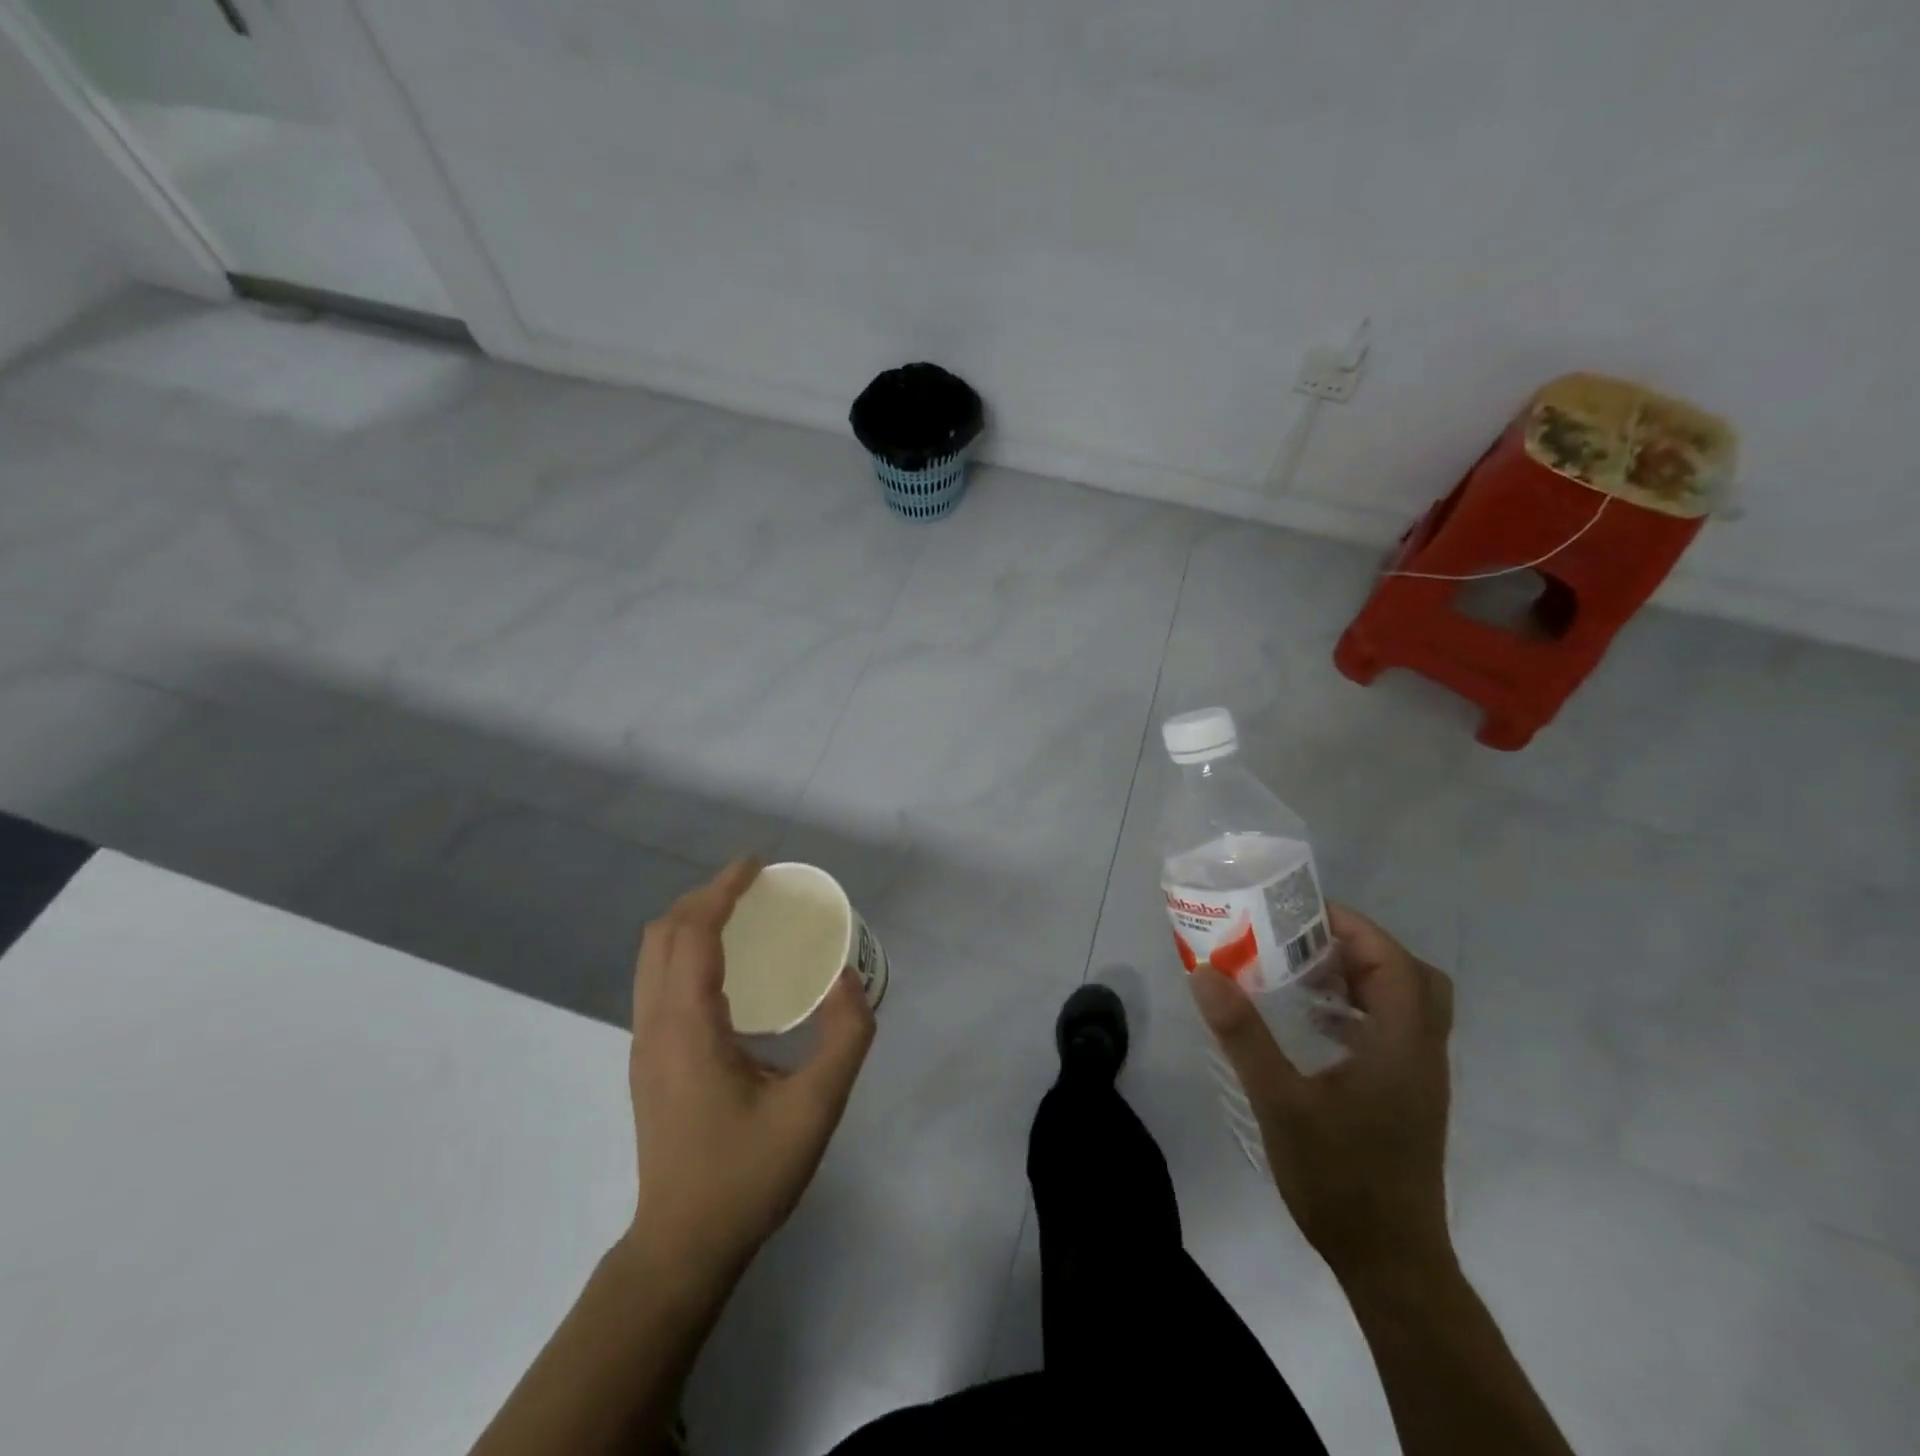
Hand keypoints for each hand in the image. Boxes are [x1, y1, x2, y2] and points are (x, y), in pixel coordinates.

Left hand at [625, 860, 873, 1283]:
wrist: (682, 1249)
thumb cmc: (747, 1177)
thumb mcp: (815, 1110)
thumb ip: (844, 1039)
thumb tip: (848, 979)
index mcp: (687, 1028)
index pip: (693, 935)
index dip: (721, 891)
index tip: (756, 866)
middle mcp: (655, 1026)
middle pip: (662, 935)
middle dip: (704, 897)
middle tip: (754, 887)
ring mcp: (645, 1044)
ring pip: (653, 957)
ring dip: (691, 921)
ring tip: (740, 914)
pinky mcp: (649, 1060)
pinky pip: (659, 980)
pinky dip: (686, 949)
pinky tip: (727, 967)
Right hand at [1190, 904, 1454, 1283]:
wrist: (1389, 1261)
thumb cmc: (1339, 1178)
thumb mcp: (1280, 1102)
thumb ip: (1243, 1035)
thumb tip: (1205, 973)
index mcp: (1401, 1045)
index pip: (1394, 961)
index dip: (1353, 927)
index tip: (1301, 913)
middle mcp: (1420, 1052)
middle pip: (1411, 976)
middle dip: (1360, 947)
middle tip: (1304, 940)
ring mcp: (1418, 1076)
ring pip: (1405, 1004)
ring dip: (1359, 977)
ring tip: (1300, 971)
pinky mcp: (1406, 1095)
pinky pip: (1391, 1030)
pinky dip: (1357, 1011)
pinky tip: (1311, 1025)